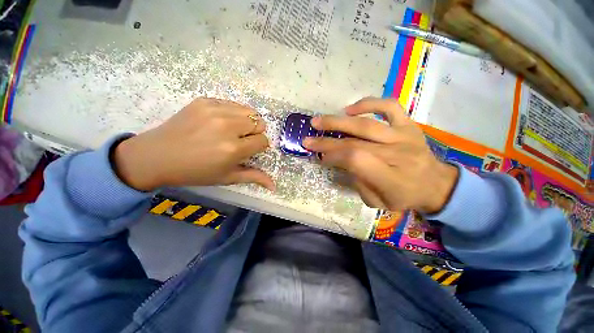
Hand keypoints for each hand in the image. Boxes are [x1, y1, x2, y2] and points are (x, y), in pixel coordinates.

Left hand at [113, 98, 274, 191]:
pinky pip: (232, 103)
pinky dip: (233, 113)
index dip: (259, 146)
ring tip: (233, 130)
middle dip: (255, 133)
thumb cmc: (196, 172)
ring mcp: (215, 110)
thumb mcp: (227, 178)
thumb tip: (274, 186)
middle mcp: (227, 126)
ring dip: (246, 122)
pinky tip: (221, 122)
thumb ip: (254, 177)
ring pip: (249, 111)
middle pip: (259, 123)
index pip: (263, 141)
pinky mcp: (204, 101)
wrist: (157, 155)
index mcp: (233, 149)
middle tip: (241, 140)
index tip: (249, 150)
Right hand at [303, 97, 457, 213]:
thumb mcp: (377, 202)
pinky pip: (389, 106)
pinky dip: (368, 104)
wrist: (436, 185)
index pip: (356, 160)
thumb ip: (357, 183)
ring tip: (318, 121)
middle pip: (355, 142)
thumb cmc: (404, 197)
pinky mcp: (408, 125)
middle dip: (327, 141)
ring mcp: (404, 136)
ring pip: (366, 124)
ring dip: (338, 122)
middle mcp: (397, 154)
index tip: (321, 157)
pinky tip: (350, 109)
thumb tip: (340, 162)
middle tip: (308, 138)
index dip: (334, 156)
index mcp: (391, 178)